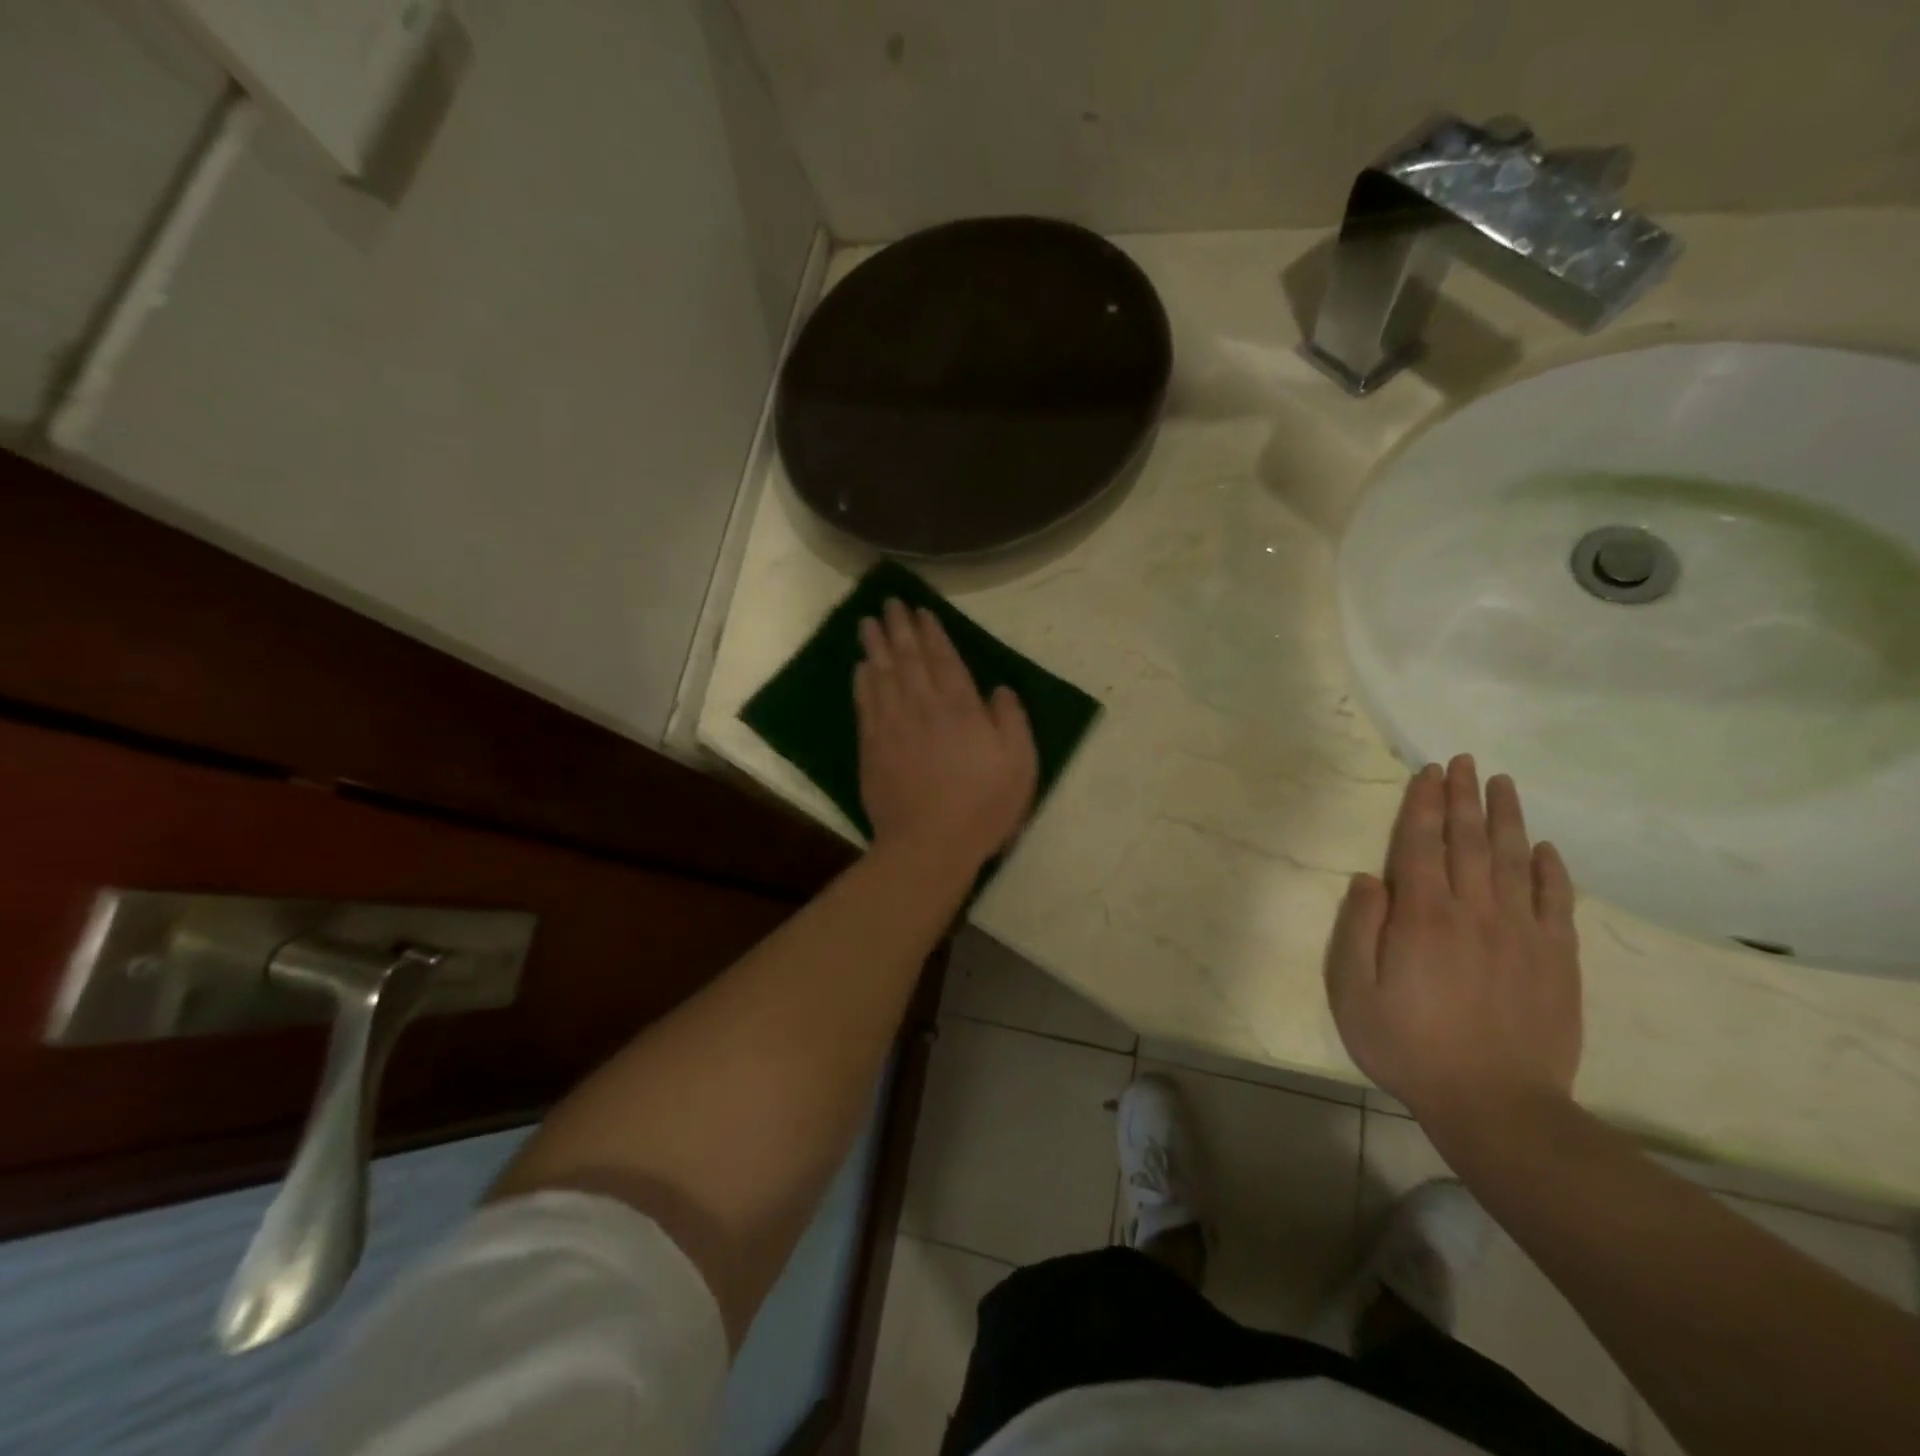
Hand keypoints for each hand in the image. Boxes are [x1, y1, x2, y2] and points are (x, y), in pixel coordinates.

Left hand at [855, 599, 1037, 868]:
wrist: (929, 844)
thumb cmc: (983, 805)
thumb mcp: (1020, 763)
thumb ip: (1011, 720)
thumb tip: (999, 689)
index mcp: (960, 707)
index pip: (943, 658)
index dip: (931, 632)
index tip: (920, 611)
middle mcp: (923, 706)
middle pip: (907, 658)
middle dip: (899, 628)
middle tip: (889, 604)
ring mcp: (893, 726)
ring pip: (881, 674)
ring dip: (875, 646)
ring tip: (868, 623)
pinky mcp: (872, 747)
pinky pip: (865, 704)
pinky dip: (862, 682)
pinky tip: (860, 668)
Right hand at [1325, 755, 1581, 1130]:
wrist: (1496, 1104)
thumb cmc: (1408, 1045)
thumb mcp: (1354, 991)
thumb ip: (1358, 928)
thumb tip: (1369, 878)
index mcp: (1422, 916)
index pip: (1421, 844)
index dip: (1423, 804)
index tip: (1428, 772)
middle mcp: (1474, 911)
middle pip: (1468, 842)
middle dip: (1463, 797)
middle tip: (1463, 761)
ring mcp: (1522, 934)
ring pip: (1514, 861)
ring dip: (1506, 818)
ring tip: (1501, 783)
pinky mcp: (1557, 960)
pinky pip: (1558, 903)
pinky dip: (1553, 871)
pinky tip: (1546, 848)